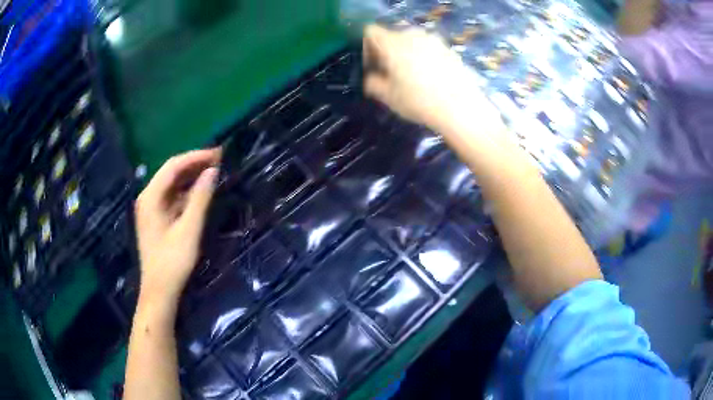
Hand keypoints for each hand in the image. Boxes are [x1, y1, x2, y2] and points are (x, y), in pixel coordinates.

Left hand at [135, 149, 220, 304]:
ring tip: (213, 171)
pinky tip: (201, 192)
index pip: (173, 166)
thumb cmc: (172, 262)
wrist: (160, 291)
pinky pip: (172, 197)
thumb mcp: (189, 229)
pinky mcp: (157, 218)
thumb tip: (212, 171)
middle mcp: (148, 197)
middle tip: (219, 159)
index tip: (218, 153)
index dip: (196, 156)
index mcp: (151, 197)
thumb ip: (200, 198)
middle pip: (171, 172)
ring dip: (191, 177)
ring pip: (172, 184)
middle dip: (194, 164)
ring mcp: (151, 208)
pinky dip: (187, 192)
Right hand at [363, 25, 500, 133]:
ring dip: (406, 53)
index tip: (373, 66)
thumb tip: (372, 78)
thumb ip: (373, 83)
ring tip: (412, 75)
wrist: (460, 107)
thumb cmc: (419, 101)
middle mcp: (412, 35)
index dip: (367, 47)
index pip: (371, 32)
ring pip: (411, 40)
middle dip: (387, 50)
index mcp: (393, 43)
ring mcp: (433, 39)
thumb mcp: (388, 97)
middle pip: (392, 35)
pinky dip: (424, 56)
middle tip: (391, 72)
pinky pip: (428, 47)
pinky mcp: (448, 48)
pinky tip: (431, 77)